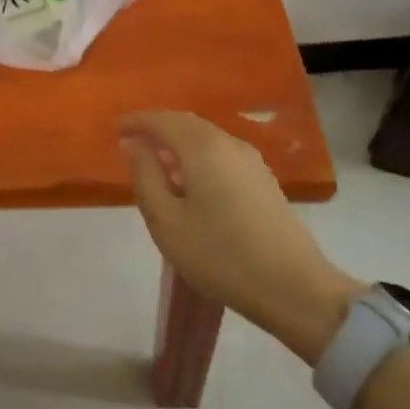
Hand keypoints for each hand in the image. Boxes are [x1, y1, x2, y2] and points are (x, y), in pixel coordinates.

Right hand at [120, 111, 362, 363]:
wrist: (294, 288)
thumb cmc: (219, 254)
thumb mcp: (166, 220)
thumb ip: (145, 176)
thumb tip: (134, 146)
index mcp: (202, 147)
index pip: (162, 120)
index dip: (136, 121)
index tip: (116, 129)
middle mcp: (229, 143)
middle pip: (186, 124)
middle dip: (157, 129)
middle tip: (132, 143)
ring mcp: (251, 161)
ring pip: (206, 139)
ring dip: (178, 144)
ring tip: (158, 166)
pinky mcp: (264, 181)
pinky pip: (221, 155)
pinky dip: (198, 158)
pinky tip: (191, 184)